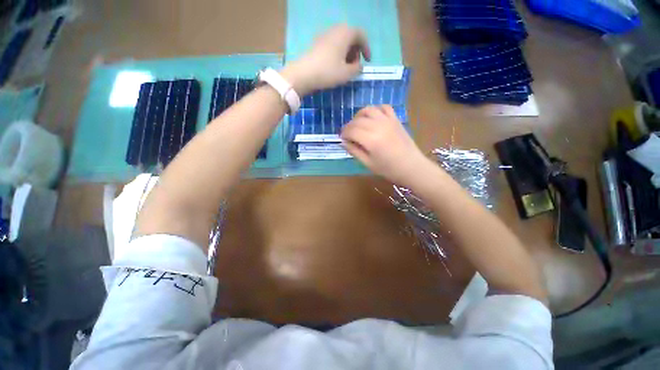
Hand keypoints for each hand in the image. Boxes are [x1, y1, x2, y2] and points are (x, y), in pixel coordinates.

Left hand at [281, 24, 370, 94]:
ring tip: (345, 68)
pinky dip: (338, 53)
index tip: (367, 61)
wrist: (304, 74)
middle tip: (355, 66)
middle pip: (351, 37)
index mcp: (345, 33)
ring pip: (341, 41)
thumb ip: (357, 69)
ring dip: (347, 53)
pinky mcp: (317, 43)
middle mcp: (335, 30)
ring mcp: (325, 36)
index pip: (361, 35)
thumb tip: (359, 66)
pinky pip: (333, 45)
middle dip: (356, 51)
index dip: (367, 48)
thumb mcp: (347, 73)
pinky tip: (335, 66)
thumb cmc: (328, 72)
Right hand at [341, 105, 431, 185]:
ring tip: (358, 125)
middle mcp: (378, 126)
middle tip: (348, 135)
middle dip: (349, 126)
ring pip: (369, 110)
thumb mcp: (368, 163)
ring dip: (359, 116)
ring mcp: (388, 120)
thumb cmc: (388, 169)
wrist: (411, 167)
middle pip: (357, 120)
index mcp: (371, 139)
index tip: (342, 139)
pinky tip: (373, 118)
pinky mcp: (395, 119)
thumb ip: (354, 151)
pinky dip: (375, 110)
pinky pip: (384, 107)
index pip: (351, 130)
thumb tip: (344, 142)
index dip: (344, 133)